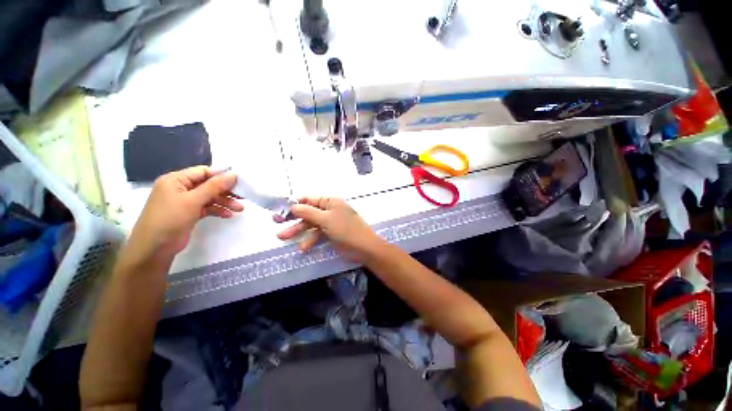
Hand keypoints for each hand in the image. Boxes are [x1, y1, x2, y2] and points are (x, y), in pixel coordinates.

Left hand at [125, 166, 243, 263]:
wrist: (154, 248)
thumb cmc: (170, 219)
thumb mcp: (193, 200)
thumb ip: (214, 186)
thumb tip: (233, 174)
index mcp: (176, 180)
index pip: (203, 172)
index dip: (221, 175)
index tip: (240, 180)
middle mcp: (180, 188)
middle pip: (208, 185)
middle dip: (225, 191)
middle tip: (242, 196)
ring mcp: (185, 202)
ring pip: (209, 198)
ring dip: (224, 202)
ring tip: (240, 209)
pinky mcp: (189, 214)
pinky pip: (207, 208)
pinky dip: (217, 210)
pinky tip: (228, 215)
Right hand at [276, 197, 385, 262]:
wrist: (363, 248)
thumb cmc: (346, 229)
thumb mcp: (326, 219)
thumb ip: (308, 212)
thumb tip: (292, 205)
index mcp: (330, 201)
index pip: (309, 199)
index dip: (294, 203)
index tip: (279, 209)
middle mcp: (329, 209)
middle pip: (308, 212)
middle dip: (293, 218)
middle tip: (275, 222)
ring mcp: (330, 222)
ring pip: (310, 224)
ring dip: (298, 231)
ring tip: (282, 237)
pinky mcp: (330, 233)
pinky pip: (317, 234)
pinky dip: (310, 240)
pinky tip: (303, 248)